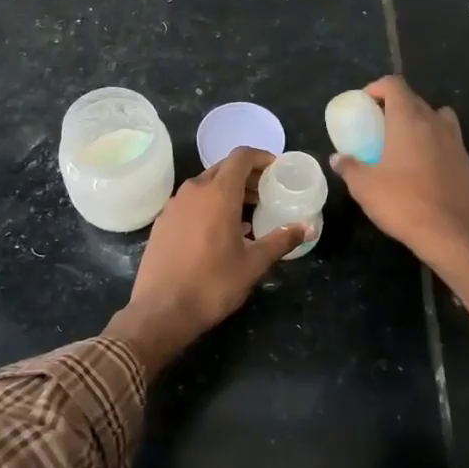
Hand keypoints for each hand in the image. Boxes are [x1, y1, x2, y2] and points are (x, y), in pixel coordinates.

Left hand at [104, 147, 309, 374]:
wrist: (160, 311)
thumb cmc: (212, 284)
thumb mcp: (254, 263)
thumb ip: (281, 240)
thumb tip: (308, 228)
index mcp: (218, 193)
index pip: (241, 157)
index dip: (261, 157)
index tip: (276, 171)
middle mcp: (193, 191)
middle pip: (223, 169)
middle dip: (247, 176)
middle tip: (266, 194)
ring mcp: (173, 205)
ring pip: (205, 185)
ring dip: (227, 192)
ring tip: (247, 215)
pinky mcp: (162, 222)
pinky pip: (190, 202)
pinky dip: (208, 205)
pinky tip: (219, 232)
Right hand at [333, 76, 468, 342]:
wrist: (449, 233)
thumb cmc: (402, 203)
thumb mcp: (364, 187)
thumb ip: (349, 167)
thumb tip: (337, 159)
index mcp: (408, 121)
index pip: (395, 85)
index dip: (378, 88)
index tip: (366, 103)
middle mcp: (435, 123)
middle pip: (416, 100)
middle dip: (396, 106)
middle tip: (379, 126)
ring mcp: (456, 142)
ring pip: (439, 118)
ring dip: (422, 122)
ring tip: (407, 142)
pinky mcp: (468, 162)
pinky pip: (450, 142)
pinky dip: (437, 145)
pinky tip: (426, 168)